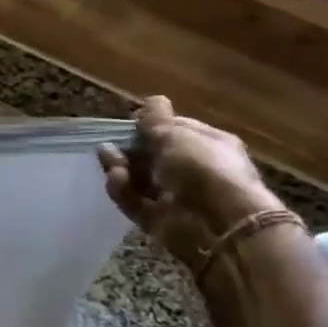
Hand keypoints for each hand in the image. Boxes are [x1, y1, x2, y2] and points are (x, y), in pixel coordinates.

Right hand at [97, 97, 284, 271]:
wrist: (218, 225)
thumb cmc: (203, 168)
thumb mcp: (176, 134)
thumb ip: (156, 119)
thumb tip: (151, 101)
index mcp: (209, 144)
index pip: (176, 129)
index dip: (151, 125)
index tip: (129, 123)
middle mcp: (194, 170)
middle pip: (153, 156)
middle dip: (130, 148)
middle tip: (110, 144)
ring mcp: (176, 197)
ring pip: (140, 179)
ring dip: (121, 168)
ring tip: (108, 161)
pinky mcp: (159, 221)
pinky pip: (135, 202)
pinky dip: (122, 190)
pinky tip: (115, 179)